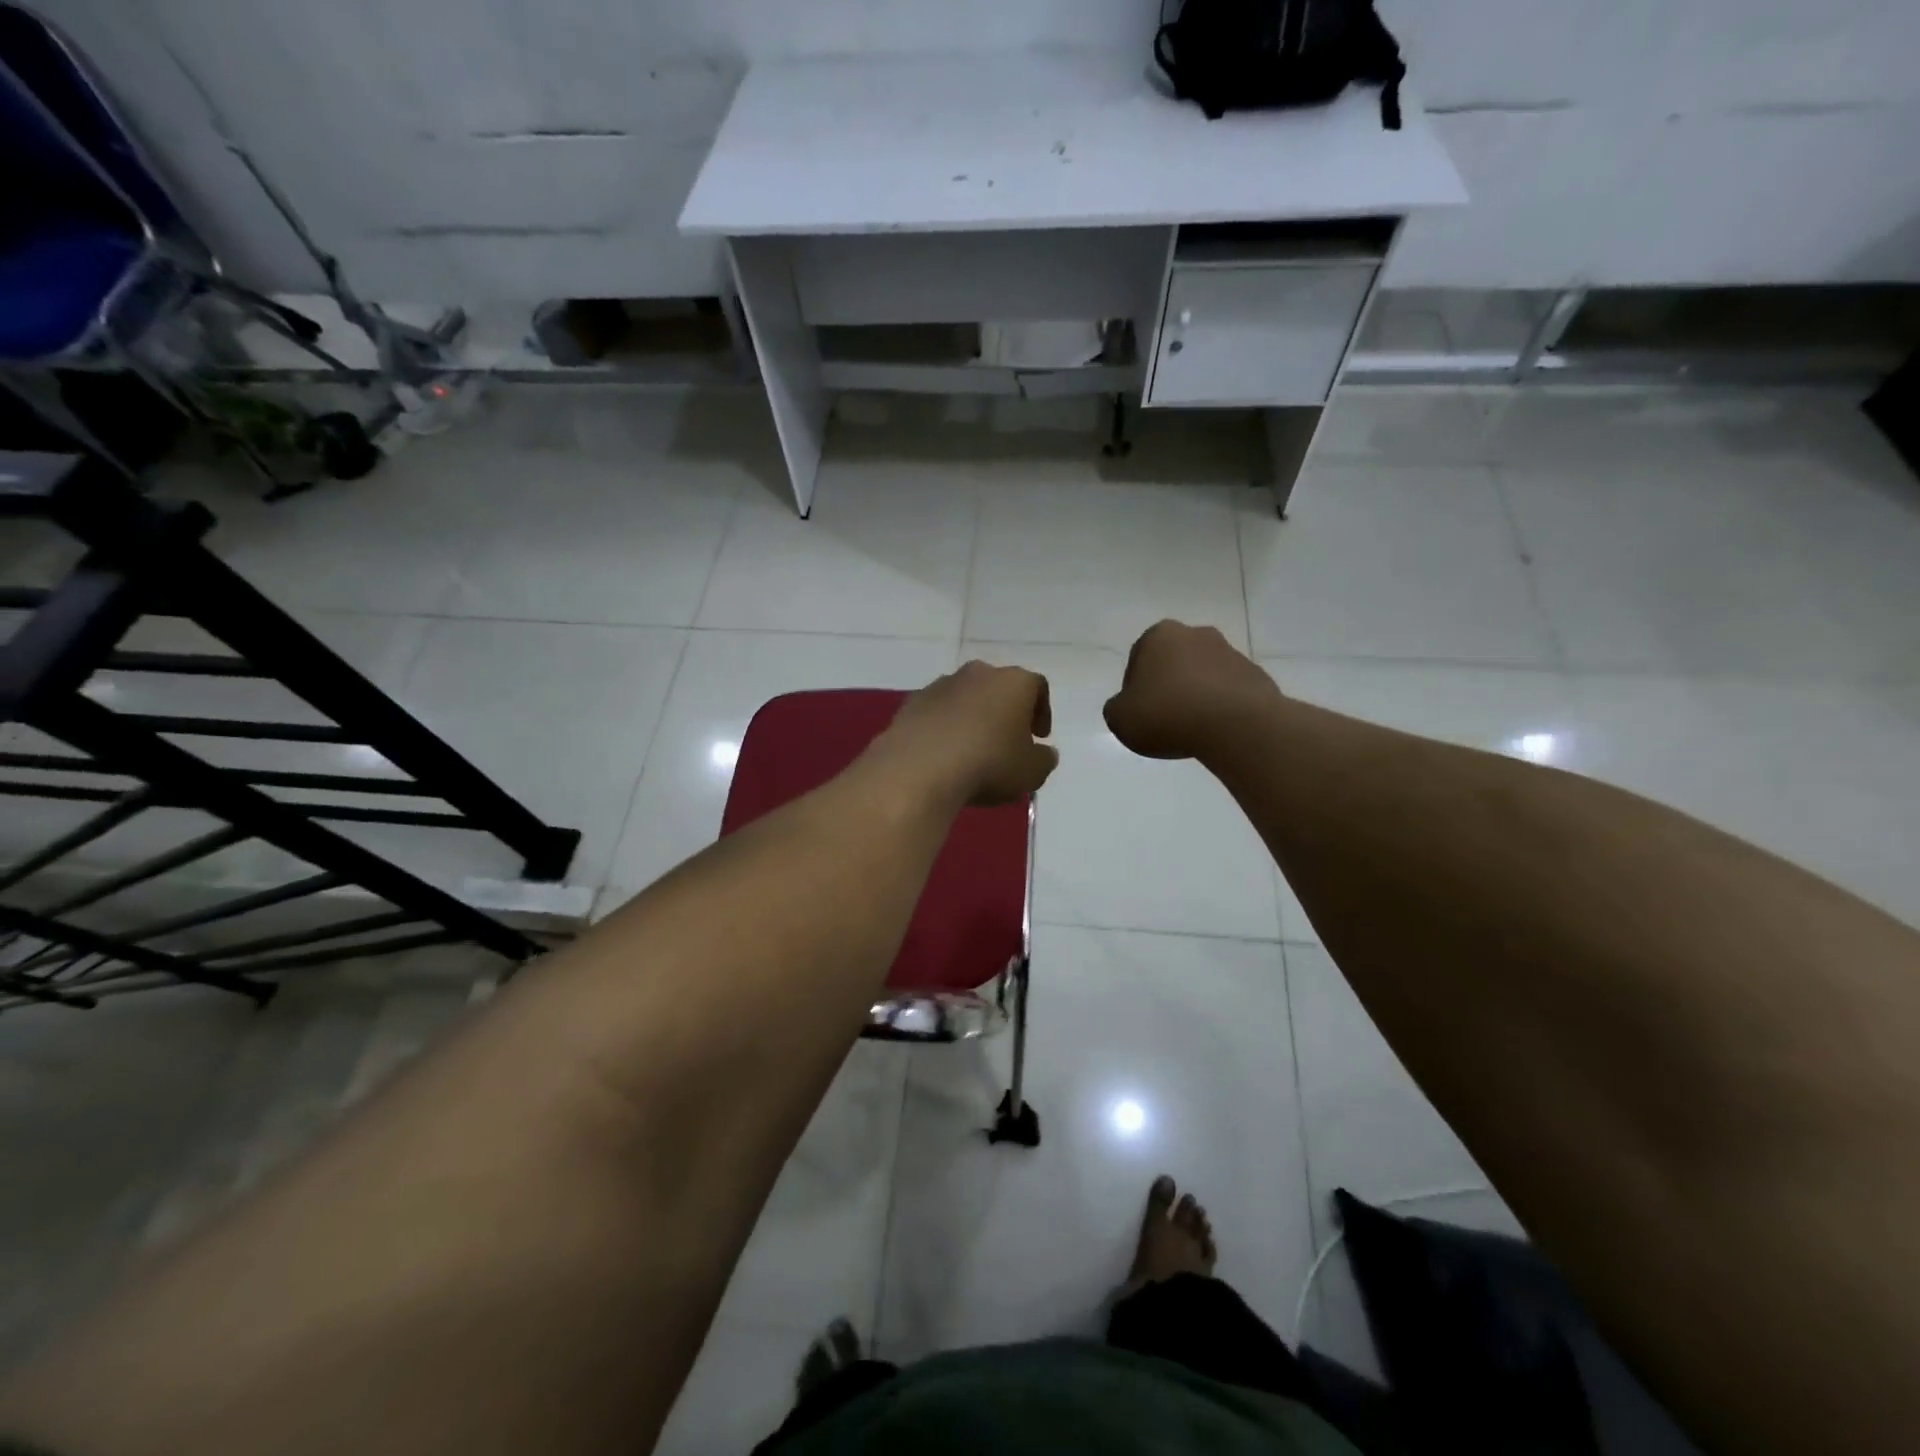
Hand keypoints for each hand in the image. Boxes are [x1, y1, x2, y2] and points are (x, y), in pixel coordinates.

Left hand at [874, 661, 1058, 805]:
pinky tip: (944, 753)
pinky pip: (938, 712)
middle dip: (1006, 712)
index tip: (1039, 737)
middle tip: (1008, 742)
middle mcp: (978, 673)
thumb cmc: (989, 764)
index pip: (1037, 687)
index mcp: (1013, 682)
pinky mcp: (912, 702)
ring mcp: (941, 684)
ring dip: (973, 718)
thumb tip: (1043, 753)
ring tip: (973, 751)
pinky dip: (945, 727)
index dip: (1042, 711)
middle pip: (999, 688)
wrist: (920, 768)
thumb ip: (1044, 759)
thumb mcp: (1032, 772)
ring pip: (966, 698)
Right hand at [1104, 621, 1280, 760]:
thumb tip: (1128, 706)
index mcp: (1159, 635)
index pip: (1138, 659)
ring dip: (1196, 695)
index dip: (1135, 689)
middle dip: (1168, 685)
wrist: (1235, 725)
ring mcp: (1230, 652)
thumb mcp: (1119, 718)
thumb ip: (1117, 708)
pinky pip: (1229, 692)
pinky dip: (1221, 707)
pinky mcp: (1256, 675)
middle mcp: (1196, 634)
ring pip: (1203, 675)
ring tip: (1192, 729)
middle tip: (1164, 719)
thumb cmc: (1167, 714)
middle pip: (1174, 662)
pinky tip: (1217, 730)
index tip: (1139, 713)